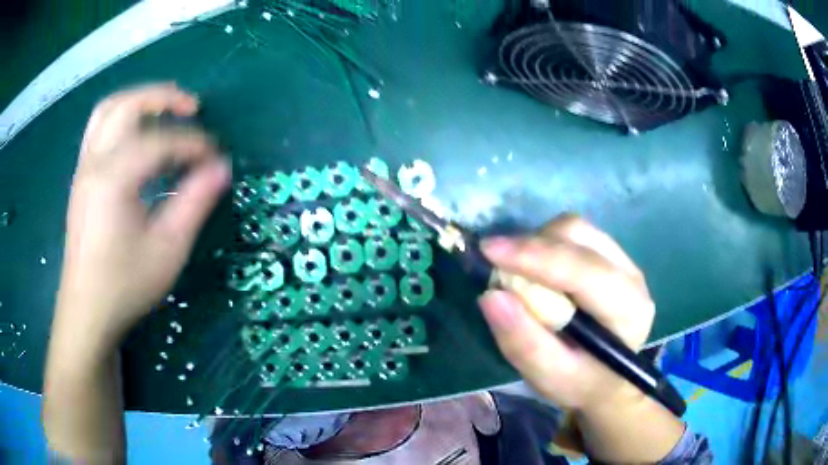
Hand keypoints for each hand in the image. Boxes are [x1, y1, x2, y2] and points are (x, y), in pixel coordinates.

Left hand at [54, 83, 230, 353]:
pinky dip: (122, 117)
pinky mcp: (81, 178)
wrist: (86, 311)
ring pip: (108, 109)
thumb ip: (195, 203)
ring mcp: (84, 168)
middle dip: (164, 98)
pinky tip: (137, 135)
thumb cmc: (125, 285)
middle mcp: (95, 162)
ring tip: (164, 111)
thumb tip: (222, 168)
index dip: (195, 144)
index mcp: (114, 178)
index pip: (161, 141)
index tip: (216, 159)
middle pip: (128, 105)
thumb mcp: (167, 250)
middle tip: (192, 108)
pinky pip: (99, 128)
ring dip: (139, 100)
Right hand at [478, 215, 654, 412]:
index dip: (535, 256)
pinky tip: (536, 270)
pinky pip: (573, 234)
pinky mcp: (610, 254)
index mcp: (628, 310)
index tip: (488, 251)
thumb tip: (490, 296)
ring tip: (517, 272)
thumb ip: (523, 342)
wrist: (606, 379)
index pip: (583, 270)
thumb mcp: (549, 377)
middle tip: (496, 265)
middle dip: (532, 246)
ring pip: (574, 228)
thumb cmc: (580, 383)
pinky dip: (546, 244)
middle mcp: (631, 275)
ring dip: (538, 243)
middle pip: (578, 236)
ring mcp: (623, 260)